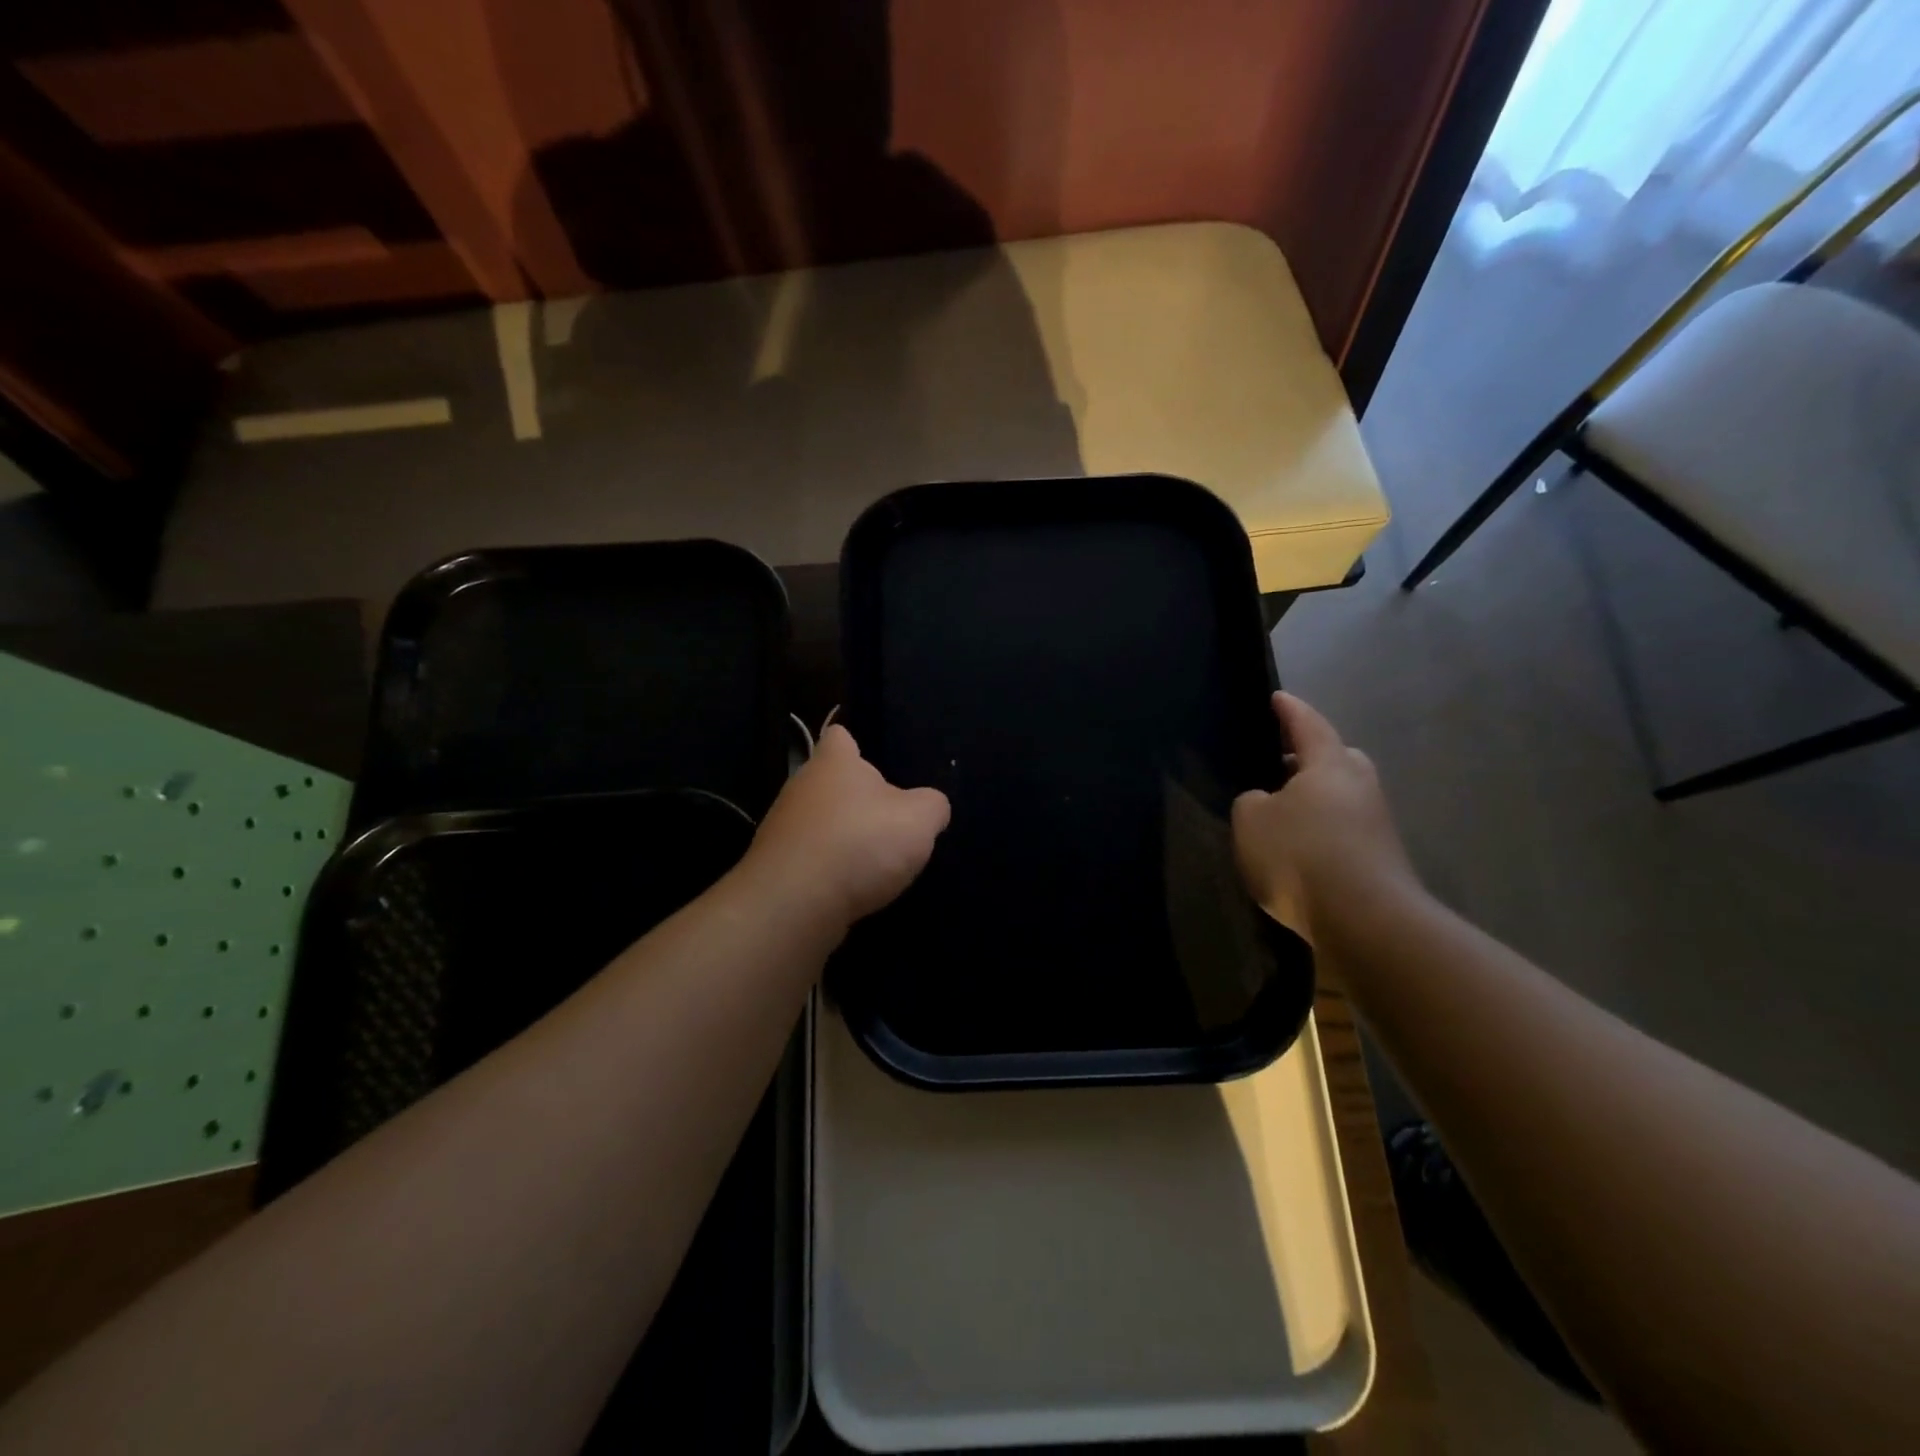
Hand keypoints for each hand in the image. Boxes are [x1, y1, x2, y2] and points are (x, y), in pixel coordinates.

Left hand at [740, 723, 950, 937]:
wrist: (795, 904)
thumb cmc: (860, 842)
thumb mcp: (919, 820)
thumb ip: (932, 806)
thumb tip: (931, 806)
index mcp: (834, 763)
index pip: (839, 736)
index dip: (855, 744)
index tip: (873, 760)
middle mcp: (802, 788)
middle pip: (831, 783)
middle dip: (856, 799)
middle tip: (890, 820)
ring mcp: (782, 829)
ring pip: (819, 823)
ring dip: (843, 838)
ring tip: (875, 861)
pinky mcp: (777, 869)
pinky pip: (810, 860)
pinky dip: (829, 871)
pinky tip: (851, 888)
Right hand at [1232, 692, 1417, 942]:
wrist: (1365, 921)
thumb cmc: (1301, 855)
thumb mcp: (1251, 820)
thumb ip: (1252, 801)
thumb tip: (1267, 801)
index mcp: (1329, 764)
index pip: (1307, 724)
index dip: (1289, 710)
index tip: (1277, 697)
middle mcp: (1359, 785)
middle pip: (1334, 758)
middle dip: (1308, 756)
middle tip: (1279, 760)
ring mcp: (1376, 823)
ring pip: (1340, 795)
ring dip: (1314, 798)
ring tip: (1281, 810)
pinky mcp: (1380, 857)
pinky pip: (1343, 829)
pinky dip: (1321, 830)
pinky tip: (1297, 849)